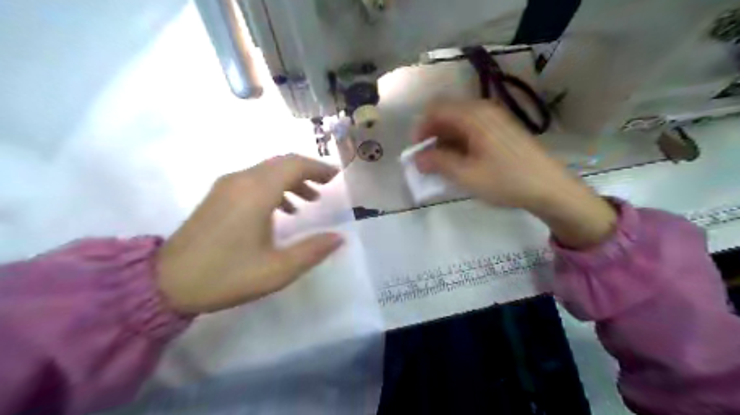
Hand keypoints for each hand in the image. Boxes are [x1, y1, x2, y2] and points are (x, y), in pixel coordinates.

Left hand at [158, 156, 342, 314]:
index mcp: (256, 192)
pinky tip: (282, 210)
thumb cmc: (227, 275)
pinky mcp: (218, 195)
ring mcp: (227, 186)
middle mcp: (241, 180)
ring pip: (267, 170)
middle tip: (327, 186)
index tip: (336, 177)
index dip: (318, 168)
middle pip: (282, 163)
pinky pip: (254, 180)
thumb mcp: (277, 270)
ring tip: (309, 201)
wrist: (166, 282)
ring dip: (292, 180)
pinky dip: (274, 187)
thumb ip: (312, 251)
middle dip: (307, 171)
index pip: (294, 165)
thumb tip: (339, 238)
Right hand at [416, 101, 619, 248]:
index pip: (436, 109)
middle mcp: (484, 110)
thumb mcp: (466, 175)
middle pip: (447, 113)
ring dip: (445, 140)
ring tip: (442, 164)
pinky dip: (460, 142)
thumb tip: (417, 158)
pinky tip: (461, 161)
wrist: (550, 188)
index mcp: (474, 115)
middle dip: (432, 135)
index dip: (420, 128)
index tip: (416, 151)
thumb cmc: (506, 180)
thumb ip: (438, 163)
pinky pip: (473, 128)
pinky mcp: (502, 129)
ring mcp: (496, 118)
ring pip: (460, 122)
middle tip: (427, 159)